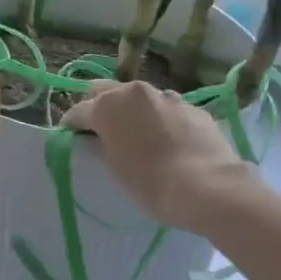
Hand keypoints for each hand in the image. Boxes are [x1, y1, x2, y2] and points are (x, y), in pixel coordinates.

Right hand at [62, 82, 260, 233]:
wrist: (209, 188)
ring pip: (141, 98)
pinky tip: (170, 142)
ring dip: (134, 111)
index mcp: (108, 105)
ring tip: (140, 136)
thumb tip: (101, 137)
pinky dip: (162, 120)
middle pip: (106, 91)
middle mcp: (136, 92)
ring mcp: (168, 97)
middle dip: (99, 106)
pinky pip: (168, 110)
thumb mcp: (114, 167)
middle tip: (101, 130)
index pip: (78, 111)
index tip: (70, 139)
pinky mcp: (194, 108)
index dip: (71, 126)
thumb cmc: (151, 182)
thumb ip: (103, 144)